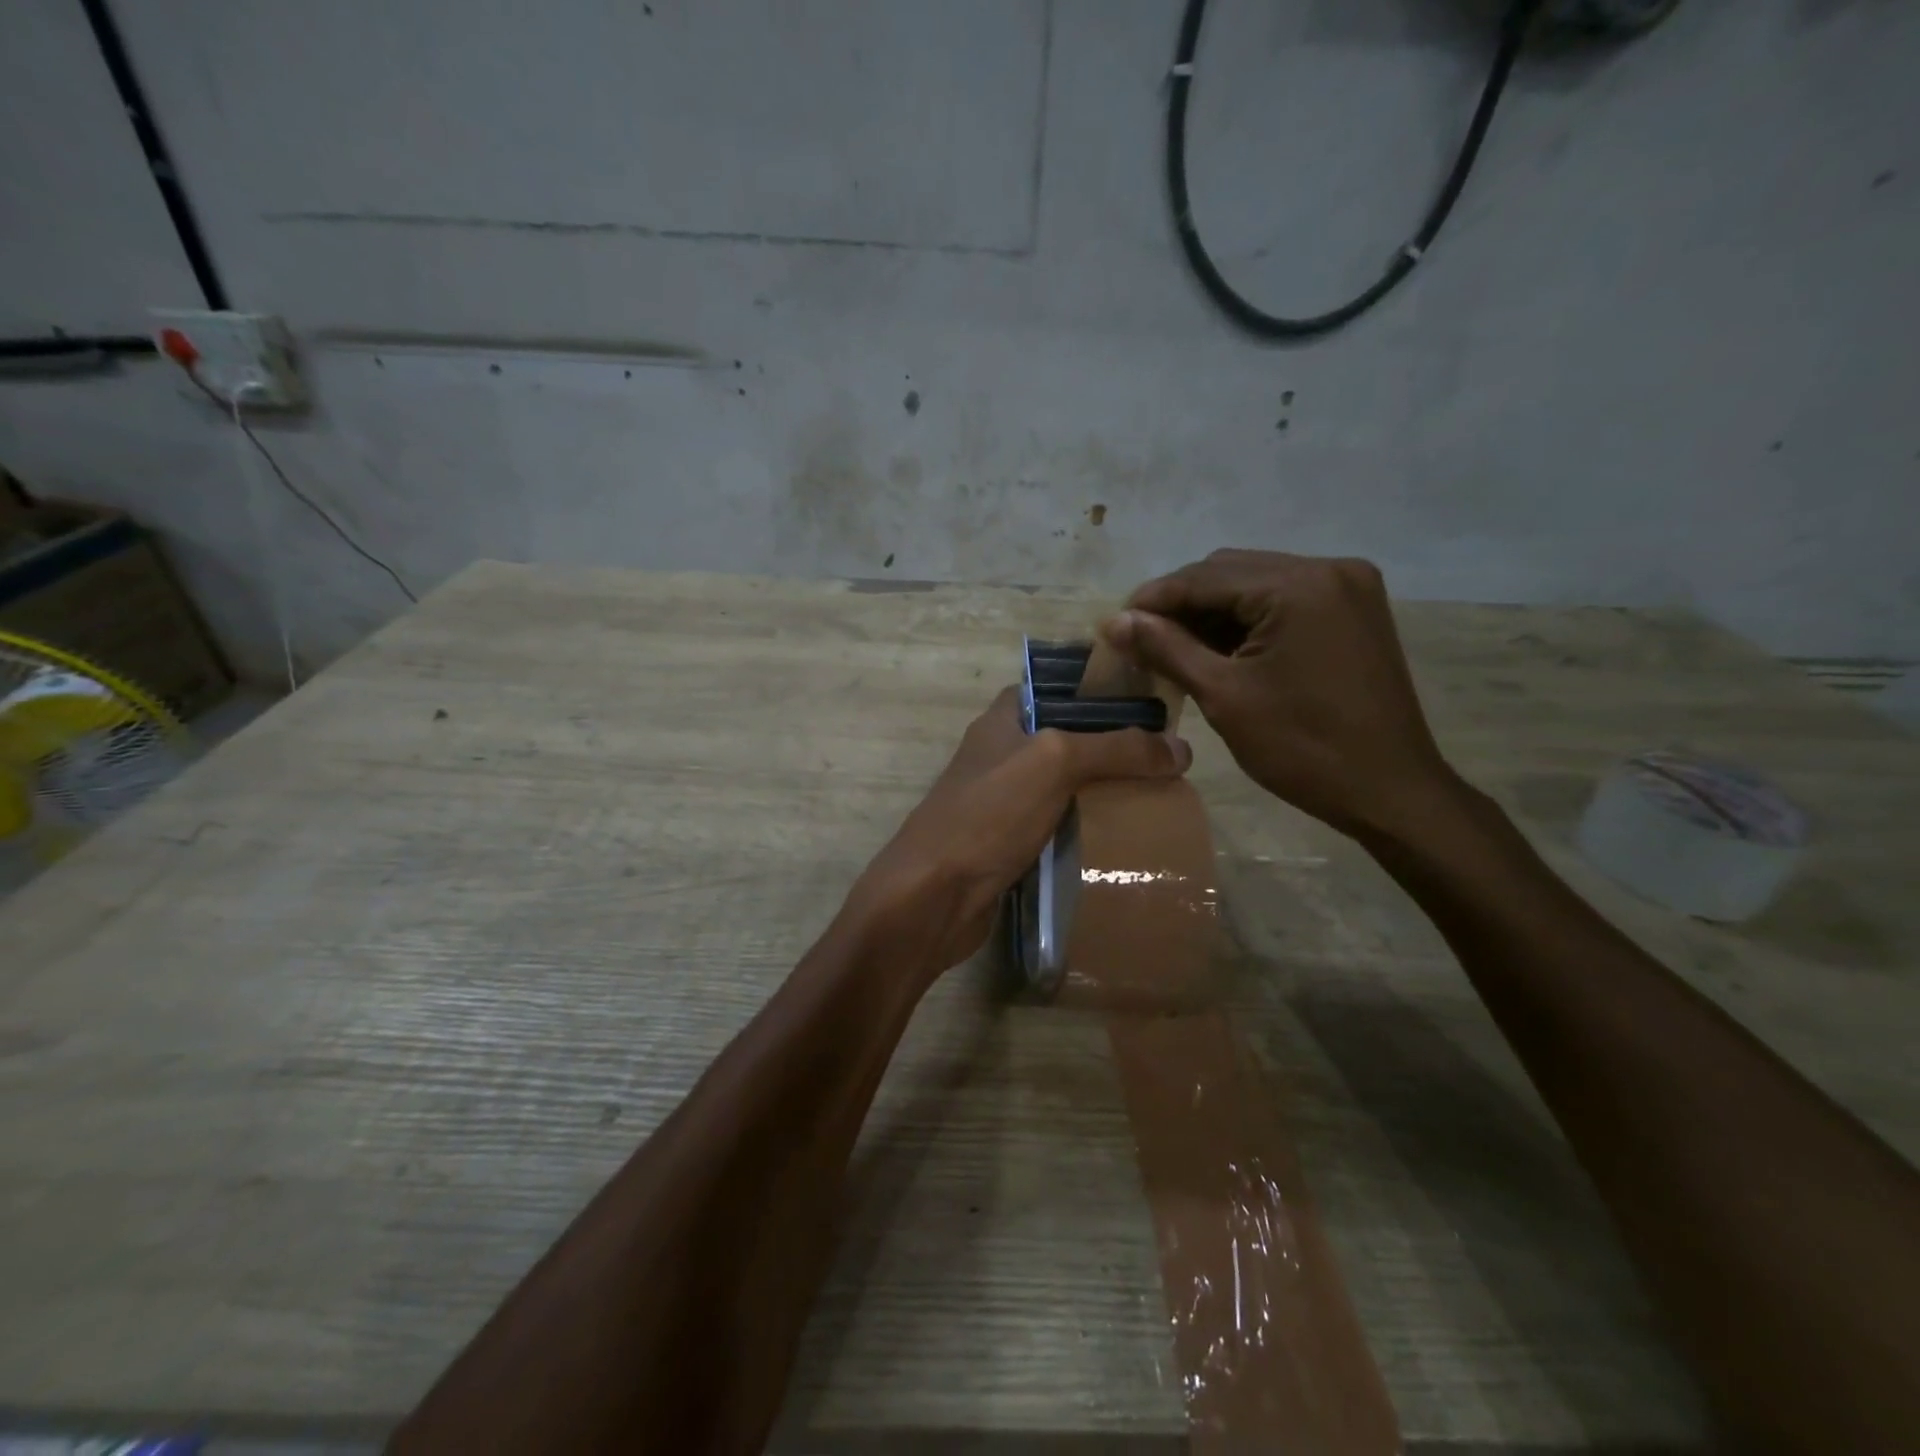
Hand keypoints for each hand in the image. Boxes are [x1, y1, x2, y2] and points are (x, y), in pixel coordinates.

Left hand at [846, 687, 1190, 976]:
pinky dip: (1087, 828)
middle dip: (1113, 746)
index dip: (1101, 689)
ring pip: (1065, 785)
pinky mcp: (1009, 843)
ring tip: (1160, 795)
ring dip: (1104, 790)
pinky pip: (1058, 826)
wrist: (933, 895)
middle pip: (1067, 738)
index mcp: (1004, 719)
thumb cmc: (988, 814)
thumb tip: (1182, 748)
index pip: (1058, 687)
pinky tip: (1126, 837)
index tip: (1151, 703)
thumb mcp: (1055, 762)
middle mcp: (1002, 754)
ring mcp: (1003, 801)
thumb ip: (1116, 749)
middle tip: (1167, 758)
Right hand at [1103, 550, 1456, 842]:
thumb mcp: (1224, 695)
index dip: (1154, 599)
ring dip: (1213, 611)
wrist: (1389, 790)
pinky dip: (1247, 620)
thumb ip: (1166, 649)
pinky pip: (1284, 600)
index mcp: (1299, 585)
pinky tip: (1219, 648)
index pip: (1206, 576)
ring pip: (1256, 584)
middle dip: (1182, 603)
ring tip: (1173, 647)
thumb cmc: (1302, 748)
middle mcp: (1328, 568)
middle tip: (1142, 640)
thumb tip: (1115, 621)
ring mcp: (1348, 587)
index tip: (1116, 625)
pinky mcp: (1354, 610)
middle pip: (1231, 571)